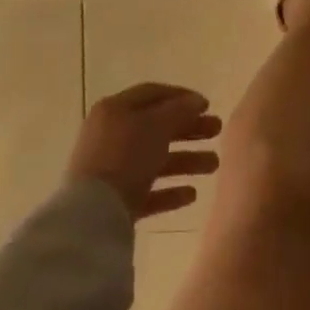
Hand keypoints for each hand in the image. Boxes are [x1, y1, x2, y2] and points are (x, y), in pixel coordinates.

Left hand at [66, 83, 221, 219]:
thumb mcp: (158, 125)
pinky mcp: (114, 202)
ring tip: (214, 165)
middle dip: (190, 129)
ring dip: (186, 160)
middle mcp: (111, 136)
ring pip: (156, 160)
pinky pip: (148, 191)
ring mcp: (111, 170)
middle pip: (157, 127)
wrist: (91, 216)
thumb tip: (196, 102)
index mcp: (115, 110)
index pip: (153, 94)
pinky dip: (170, 191)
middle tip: (218, 131)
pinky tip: (192, 194)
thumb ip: (180, 110)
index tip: (208, 105)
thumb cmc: (126, 156)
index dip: (182, 96)